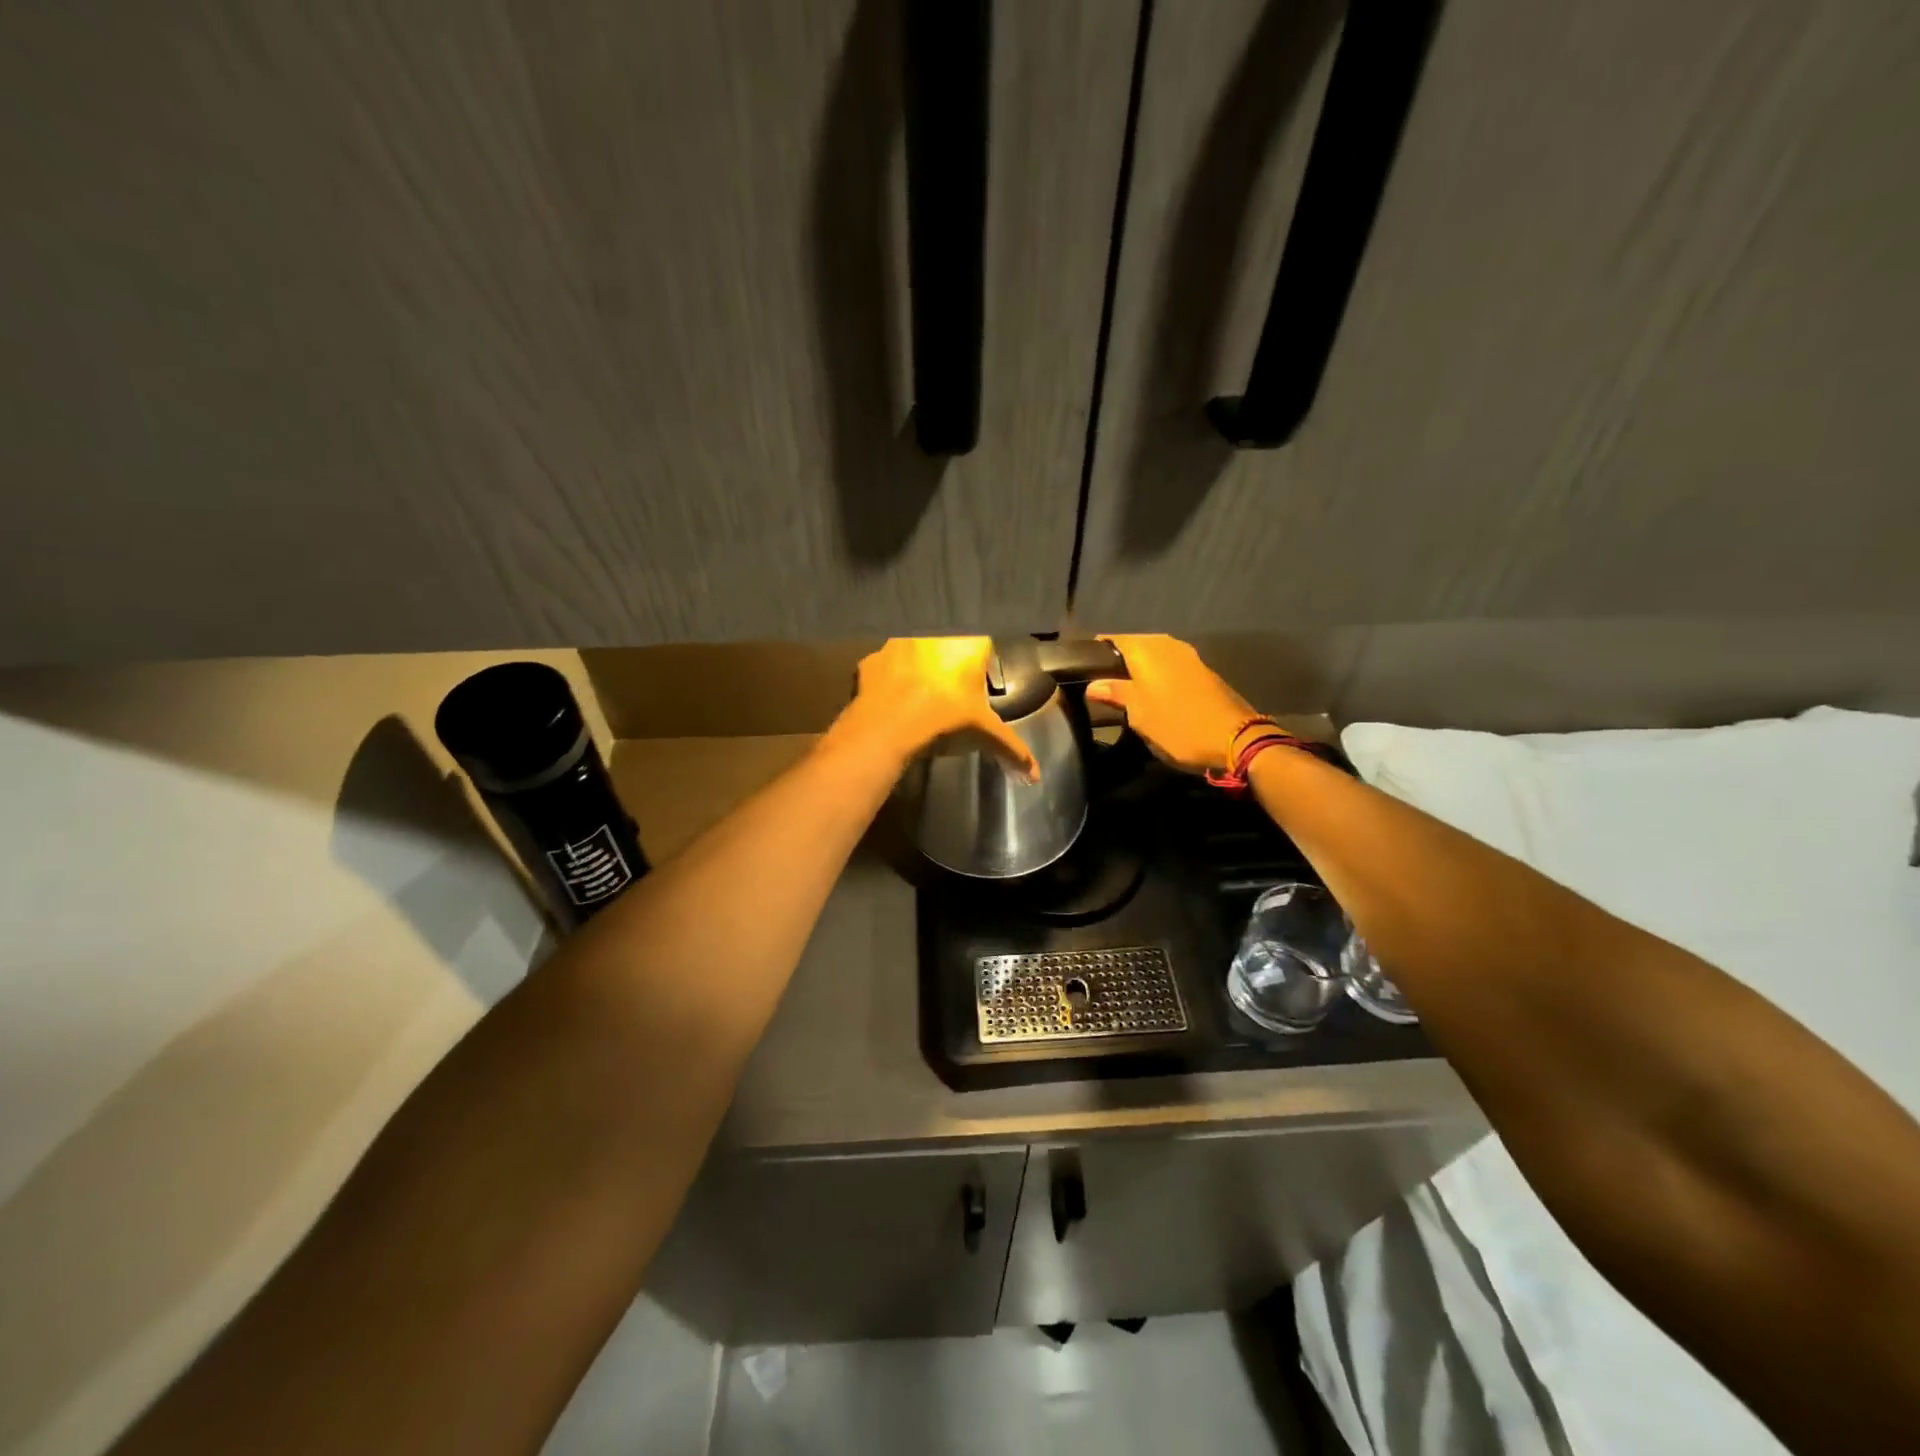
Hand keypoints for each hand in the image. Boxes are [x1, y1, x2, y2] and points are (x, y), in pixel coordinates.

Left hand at [836, 637, 1040, 780]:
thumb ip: (1013, 749)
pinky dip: (888, 680)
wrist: (888, 724)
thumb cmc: (946, 717)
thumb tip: (1035, 777)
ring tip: (919, 697)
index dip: (979, 662)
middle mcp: (933, 632)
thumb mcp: (986, 733)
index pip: (981, 643)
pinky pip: (884, 666)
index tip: (976, 681)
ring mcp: (898, 641)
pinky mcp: (871, 658)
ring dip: (917, 665)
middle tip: (949, 690)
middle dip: (948, 661)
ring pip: (913, 649)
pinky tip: (892, 700)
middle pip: (946, 642)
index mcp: (968, 642)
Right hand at [1084, 635, 1254, 774]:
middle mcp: (1167, 644)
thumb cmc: (1177, 725)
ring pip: (1152, 658)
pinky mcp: (1202, 671)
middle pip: (1133, 647)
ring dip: (1138, 672)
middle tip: (1099, 687)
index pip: (1111, 639)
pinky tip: (1150, 697)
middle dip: (1116, 663)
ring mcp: (1188, 656)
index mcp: (1147, 649)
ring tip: (1122, 694)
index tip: (1080, 670)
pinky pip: (1169, 668)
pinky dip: (1156, 678)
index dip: (1094, 653)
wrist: (1236, 739)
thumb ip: (1115, 693)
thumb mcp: (1138, 713)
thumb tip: (1093, 684)